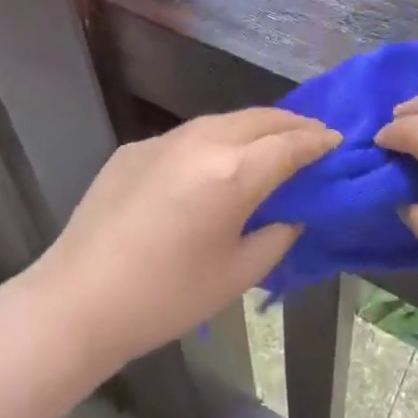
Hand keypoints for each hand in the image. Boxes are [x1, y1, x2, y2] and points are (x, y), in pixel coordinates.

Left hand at [24, 108, 338, 371]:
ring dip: (253, 127)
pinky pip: (187, 136)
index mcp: (233, 172)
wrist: (79, 298)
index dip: (318, 141)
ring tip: (270, 143)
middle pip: (259, 119)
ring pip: (222, 121)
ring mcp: (164, 139)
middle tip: (312, 135)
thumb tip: (291, 213)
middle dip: (291, 123)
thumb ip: (276, 236)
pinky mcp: (135, 147)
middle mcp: (202, 141)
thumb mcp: (237, 275)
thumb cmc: (167, 297)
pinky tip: (212, 165)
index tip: (337, 140)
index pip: (290, 144)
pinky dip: (214, 141)